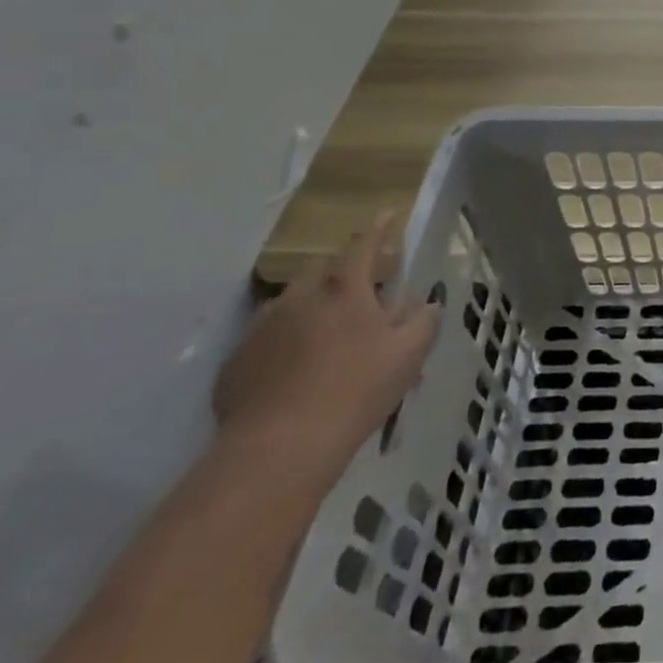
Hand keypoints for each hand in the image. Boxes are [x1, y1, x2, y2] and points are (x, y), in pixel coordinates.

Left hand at [213, 211, 440, 487]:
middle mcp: (298, 296)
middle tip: (362, 295)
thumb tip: (426, 304)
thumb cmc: (356, 390)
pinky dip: (285, 342)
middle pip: (322, 269)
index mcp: (343, 288)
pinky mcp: (236, 361)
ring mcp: (261, 328)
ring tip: (327, 337)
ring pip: (292, 303)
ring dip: (312, 308)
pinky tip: (296, 372)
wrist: (279, 449)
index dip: (380, 226)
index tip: (389, 213)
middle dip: (343, 272)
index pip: (364, 243)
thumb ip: (423, 321)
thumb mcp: (409, 354)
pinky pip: (267, 338)